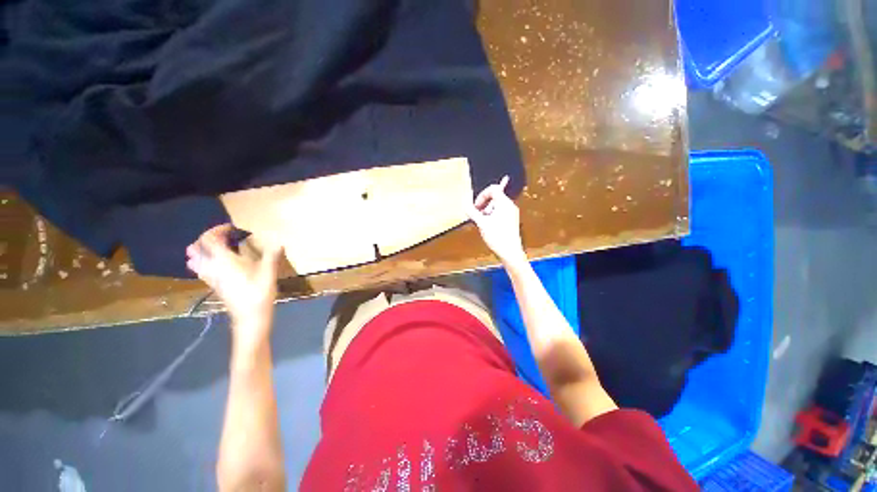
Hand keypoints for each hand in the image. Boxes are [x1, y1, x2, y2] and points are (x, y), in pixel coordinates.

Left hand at [186, 224, 281, 345]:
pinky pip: (201, 269)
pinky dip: (204, 261)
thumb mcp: (269, 272)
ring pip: (195, 259)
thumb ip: (272, 255)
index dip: (218, 230)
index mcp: (223, 260)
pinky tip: (219, 264)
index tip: (232, 228)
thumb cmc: (258, 292)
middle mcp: (211, 267)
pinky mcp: (213, 285)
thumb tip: (279, 242)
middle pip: (196, 247)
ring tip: (218, 248)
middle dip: (207, 238)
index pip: (209, 239)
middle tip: (223, 236)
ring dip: (202, 250)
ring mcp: (210, 277)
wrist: (249, 317)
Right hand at [467, 176, 526, 266]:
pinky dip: (492, 215)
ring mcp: (511, 213)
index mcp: (504, 203)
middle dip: (484, 204)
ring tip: (482, 222)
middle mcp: (510, 206)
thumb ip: (472, 211)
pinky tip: (488, 224)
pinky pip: (500, 212)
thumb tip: (465, 204)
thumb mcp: (481, 223)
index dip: (481, 196)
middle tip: (477, 214)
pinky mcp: (511, 220)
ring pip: (497, 205)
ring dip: (487, 211)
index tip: (475, 206)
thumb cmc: (498, 237)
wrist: (510, 252)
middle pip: (494, 197)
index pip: (493, 189)